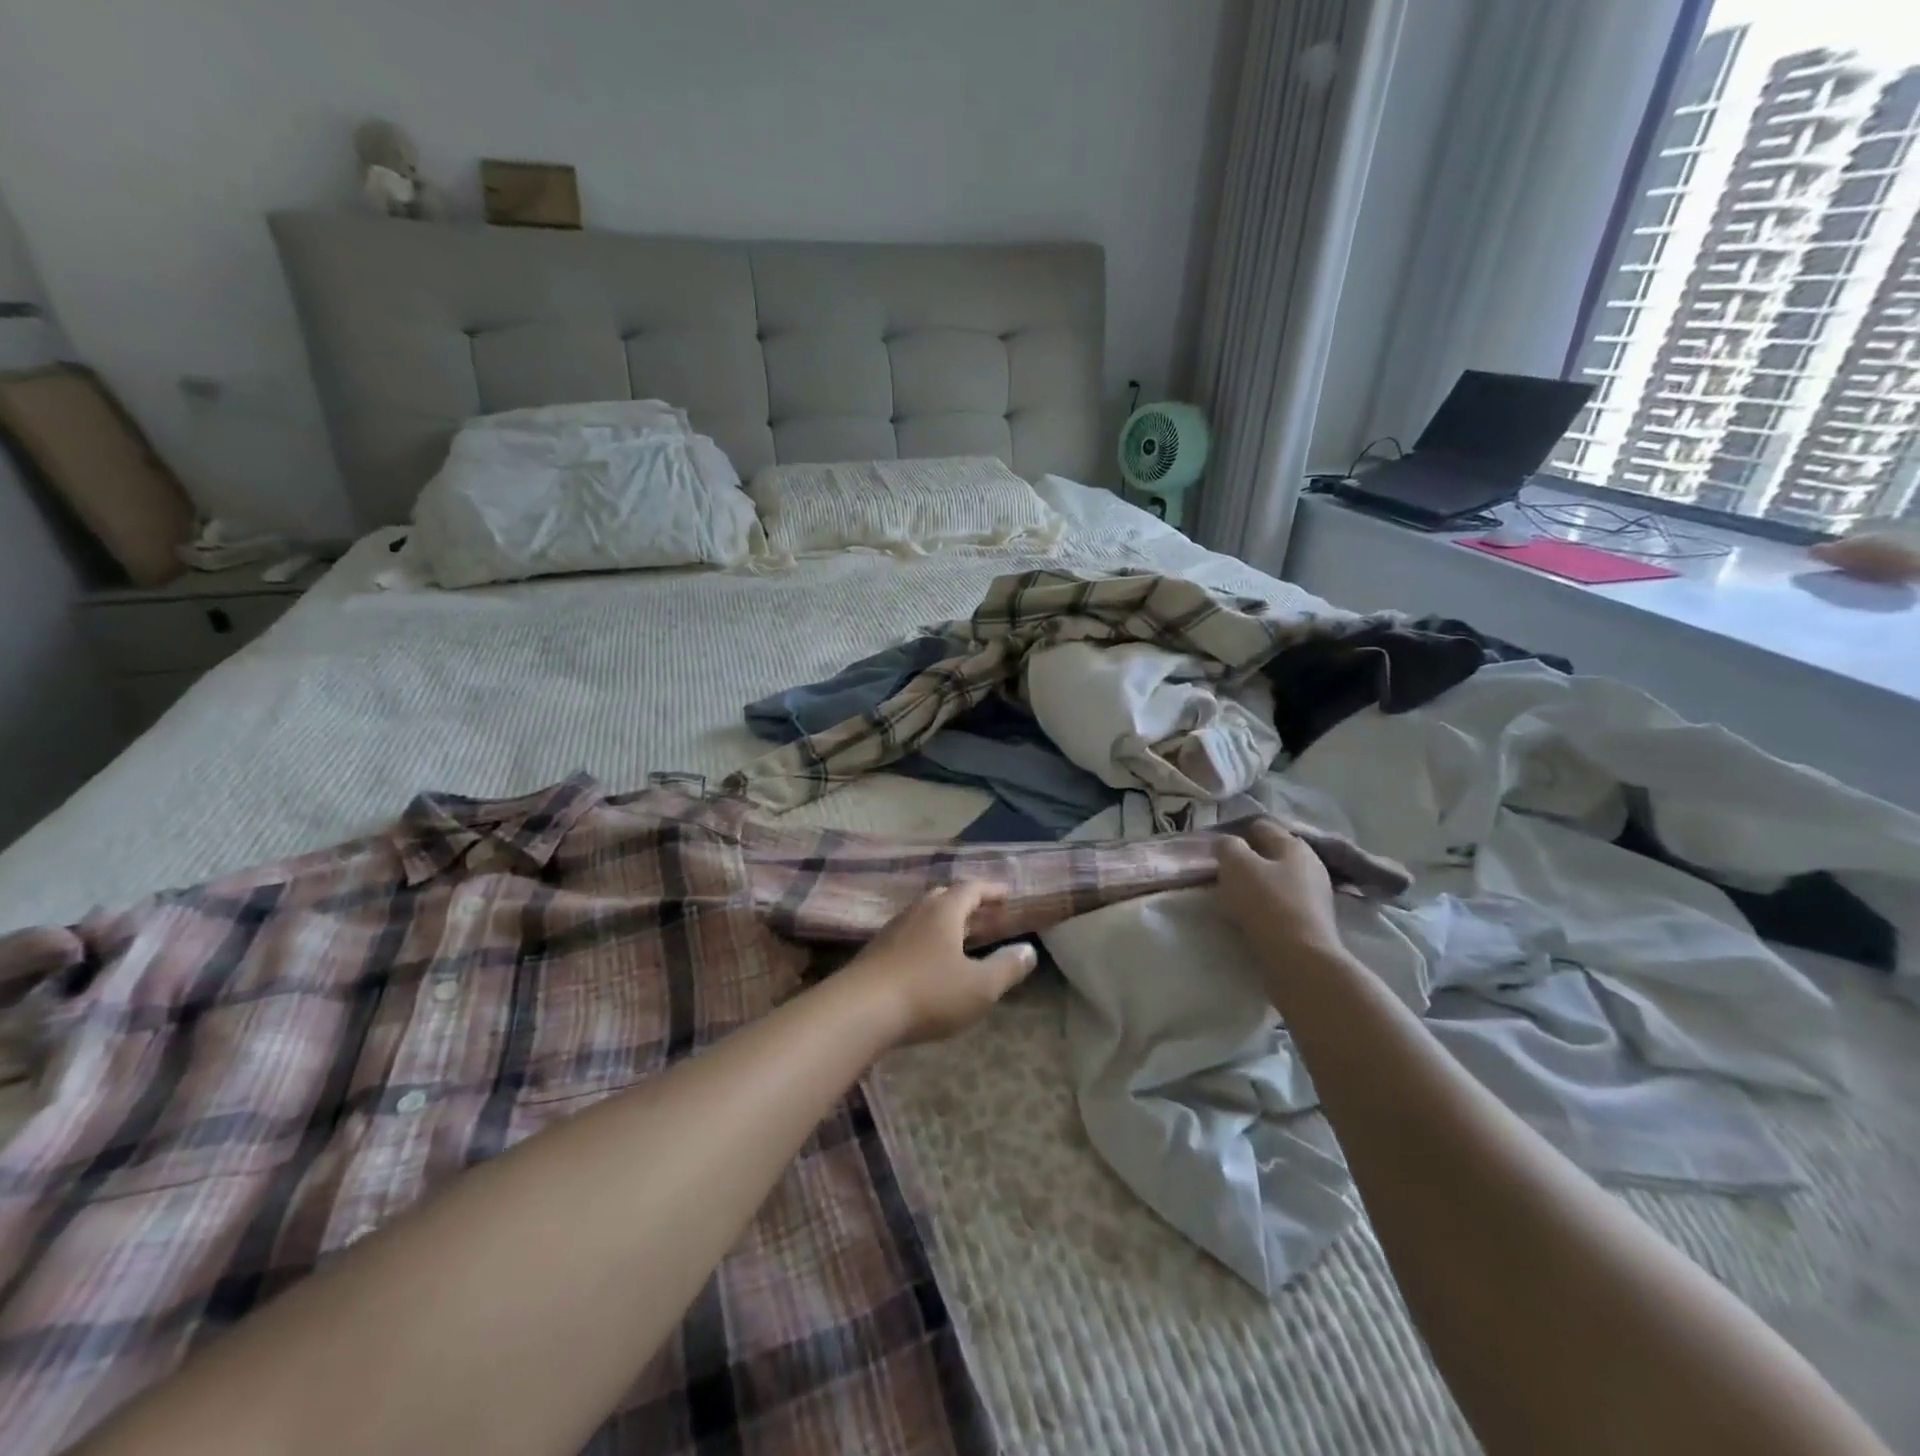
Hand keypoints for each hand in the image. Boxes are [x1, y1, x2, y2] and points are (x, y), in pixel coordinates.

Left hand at [843, 883, 1038, 1045]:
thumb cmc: (928, 993)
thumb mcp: (980, 987)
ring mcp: (892, 930)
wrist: (859, 1011)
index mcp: (944, 910)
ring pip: (922, 916)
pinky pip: (908, 936)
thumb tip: (1028, 950)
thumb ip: (1007, 967)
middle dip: (965, 903)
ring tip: (958, 938)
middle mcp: (917, 912)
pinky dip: (925, 940)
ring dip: (943, 922)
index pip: (971, 889)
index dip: (991, 890)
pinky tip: (927, 962)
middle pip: (944, 897)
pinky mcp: (875, 952)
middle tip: (983, 914)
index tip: (1006, 895)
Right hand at [1215, 818, 1344, 963]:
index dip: (1237, 833)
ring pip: (1276, 880)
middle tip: (1223, 874)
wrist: (1300, 959)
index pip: (1262, 826)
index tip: (1217, 849)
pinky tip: (1250, 917)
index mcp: (1294, 845)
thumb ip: (1227, 846)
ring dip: (1256, 885)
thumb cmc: (1267, 903)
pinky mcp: (1312, 922)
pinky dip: (1265, 906)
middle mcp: (1310, 865)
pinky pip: (1281, 904)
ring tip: (1233, 898)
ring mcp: (1315, 895)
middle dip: (1247, 861)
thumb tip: (1225, 843)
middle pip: (1271, 854)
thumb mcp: (1236, 865)